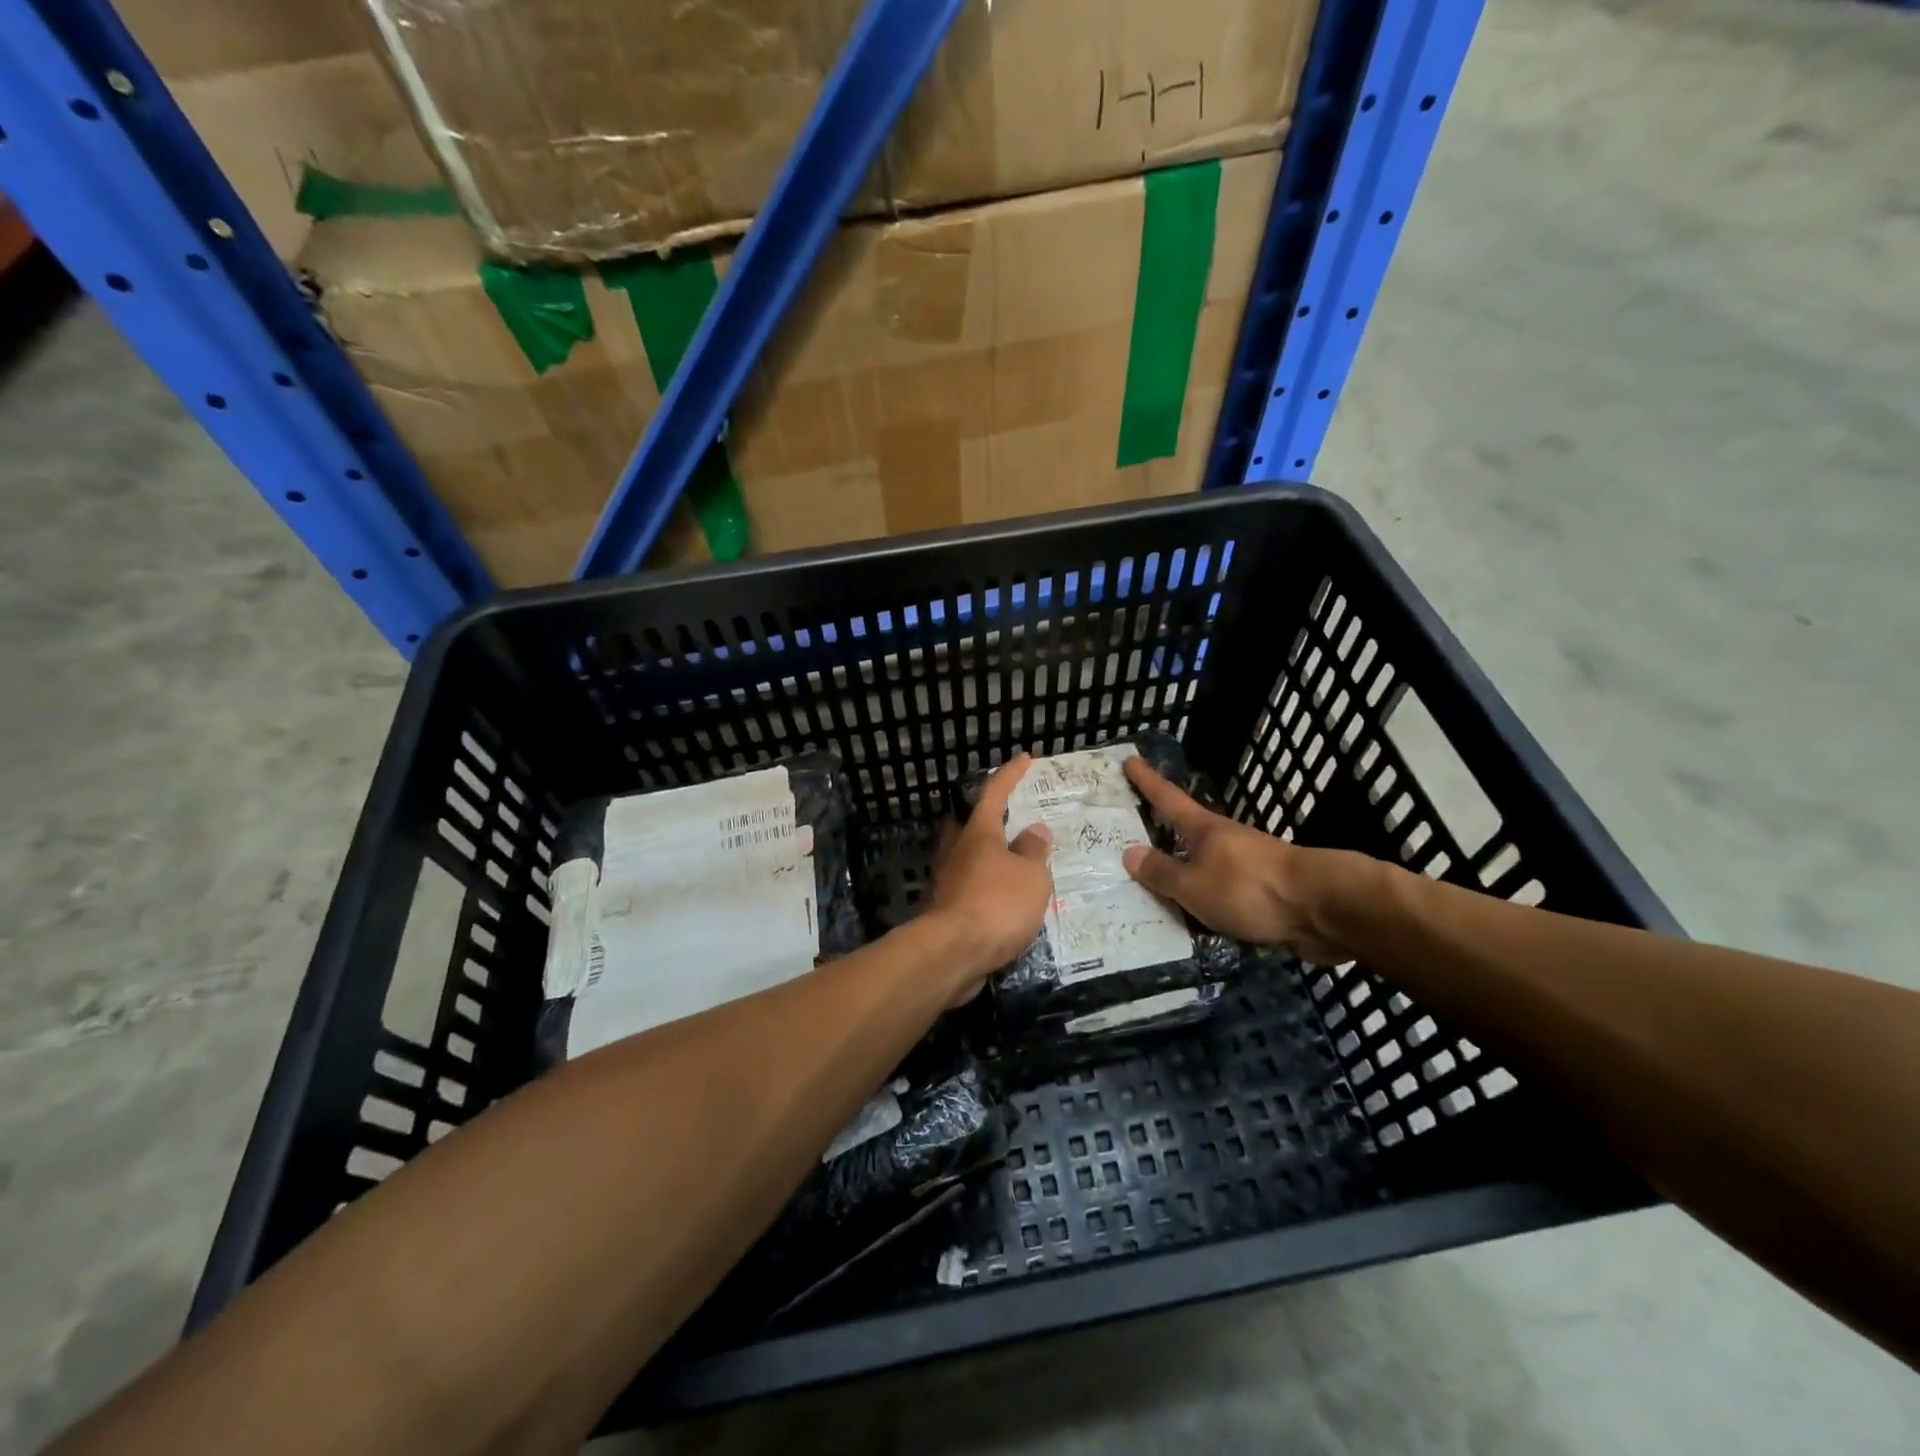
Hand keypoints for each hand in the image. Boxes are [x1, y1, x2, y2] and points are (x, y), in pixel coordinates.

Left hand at [924, 755, 1053, 998]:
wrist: (951, 954)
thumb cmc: (996, 904)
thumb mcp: (1030, 876)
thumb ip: (1034, 852)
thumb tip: (1033, 832)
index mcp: (978, 833)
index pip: (994, 792)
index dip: (1010, 774)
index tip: (1024, 758)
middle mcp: (957, 850)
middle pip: (972, 822)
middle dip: (991, 814)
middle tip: (1015, 813)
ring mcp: (946, 880)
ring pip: (970, 856)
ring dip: (992, 854)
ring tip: (1018, 860)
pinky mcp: (944, 910)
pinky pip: (971, 886)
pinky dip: (989, 885)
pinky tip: (1005, 899)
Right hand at [1121, 755, 1350, 962]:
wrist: (1323, 908)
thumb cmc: (1249, 888)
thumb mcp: (1194, 885)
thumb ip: (1162, 873)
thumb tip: (1129, 852)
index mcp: (1205, 830)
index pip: (1168, 800)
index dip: (1148, 781)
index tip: (1132, 760)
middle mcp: (1226, 841)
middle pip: (1188, 831)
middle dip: (1164, 831)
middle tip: (1134, 834)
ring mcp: (1249, 865)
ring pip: (1206, 864)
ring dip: (1185, 871)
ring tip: (1157, 888)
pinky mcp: (1266, 892)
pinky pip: (1223, 892)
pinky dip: (1206, 899)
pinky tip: (1196, 917)